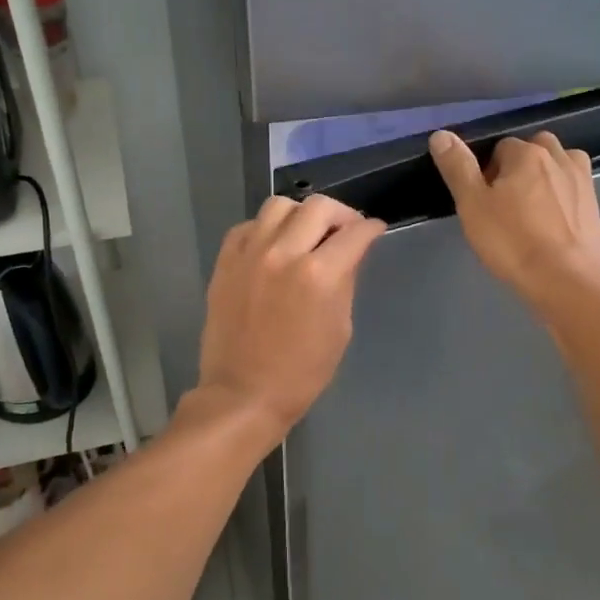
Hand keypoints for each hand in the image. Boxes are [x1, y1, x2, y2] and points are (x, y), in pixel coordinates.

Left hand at [194, 194, 386, 439]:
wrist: (244, 393)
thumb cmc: (302, 372)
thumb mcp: (340, 328)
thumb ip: (345, 282)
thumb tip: (350, 253)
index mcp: (319, 275)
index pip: (355, 233)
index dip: (371, 228)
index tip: (375, 230)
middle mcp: (284, 253)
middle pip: (319, 207)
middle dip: (341, 214)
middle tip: (345, 231)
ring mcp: (250, 254)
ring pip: (279, 206)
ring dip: (301, 215)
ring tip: (306, 233)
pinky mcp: (225, 262)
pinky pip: (248, 226)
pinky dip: (266, 229)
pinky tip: (273, 247)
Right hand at [428, 130, 599, 307]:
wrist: (565, 280)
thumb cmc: (512, 241)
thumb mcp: (473, 206)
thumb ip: (458, 168)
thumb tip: (441, 135)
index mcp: (527, 154)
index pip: (501, 147)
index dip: (489, 172)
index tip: (484, 200)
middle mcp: (560, 158)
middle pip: (535, 150)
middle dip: (521, 167)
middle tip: (507, 204)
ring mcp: (583, 182)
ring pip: (560, 166)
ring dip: (547, 177)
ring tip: (533, 210)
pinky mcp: (597, 208)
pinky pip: (575, 192)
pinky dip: (564, 200)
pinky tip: (554, 226)